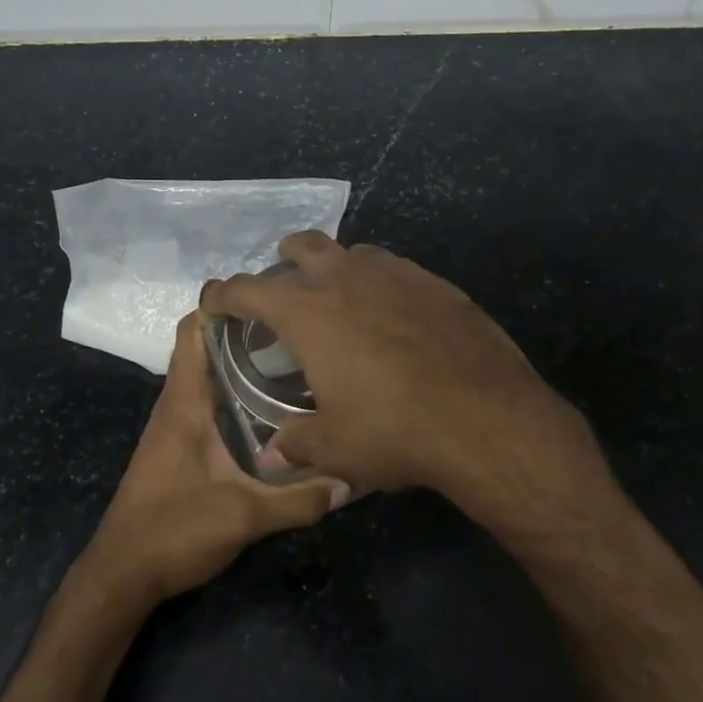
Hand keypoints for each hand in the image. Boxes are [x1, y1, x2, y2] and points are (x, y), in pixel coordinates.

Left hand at [81, 311, 348, 608]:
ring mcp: (178, 424)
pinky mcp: (182, 445)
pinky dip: (239, 391)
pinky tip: (276, 407)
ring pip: (211, 374)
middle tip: (300, 325)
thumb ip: (300, 499)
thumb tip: (352, 479)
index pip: (193, 330)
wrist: (122, 574)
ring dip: (244, 361)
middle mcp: (178, 403)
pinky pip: (212, 400)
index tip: (270, 294)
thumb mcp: (244, 517)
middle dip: (248, 330)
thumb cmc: (173, 531)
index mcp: (185, 402)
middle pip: (207, 346)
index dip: (223, 303)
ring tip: (298, 357)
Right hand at [200, 233, 591, 511]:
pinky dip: (381, 284)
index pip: (248, 290)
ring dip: (337, 269)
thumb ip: (297, 444)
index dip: (224, 295)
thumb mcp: (336, 447)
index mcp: (309, 311)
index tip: (216, 305)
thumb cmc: (395, 429)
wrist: (486, 417)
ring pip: (354, 252)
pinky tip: (394, 317)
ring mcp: (397, 274)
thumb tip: (272, 455)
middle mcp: (347, 278)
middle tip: (285, 290)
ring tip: (341, 302)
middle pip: (304, 246)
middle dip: (284, 261)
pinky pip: (395, 270)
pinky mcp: (437, 283)